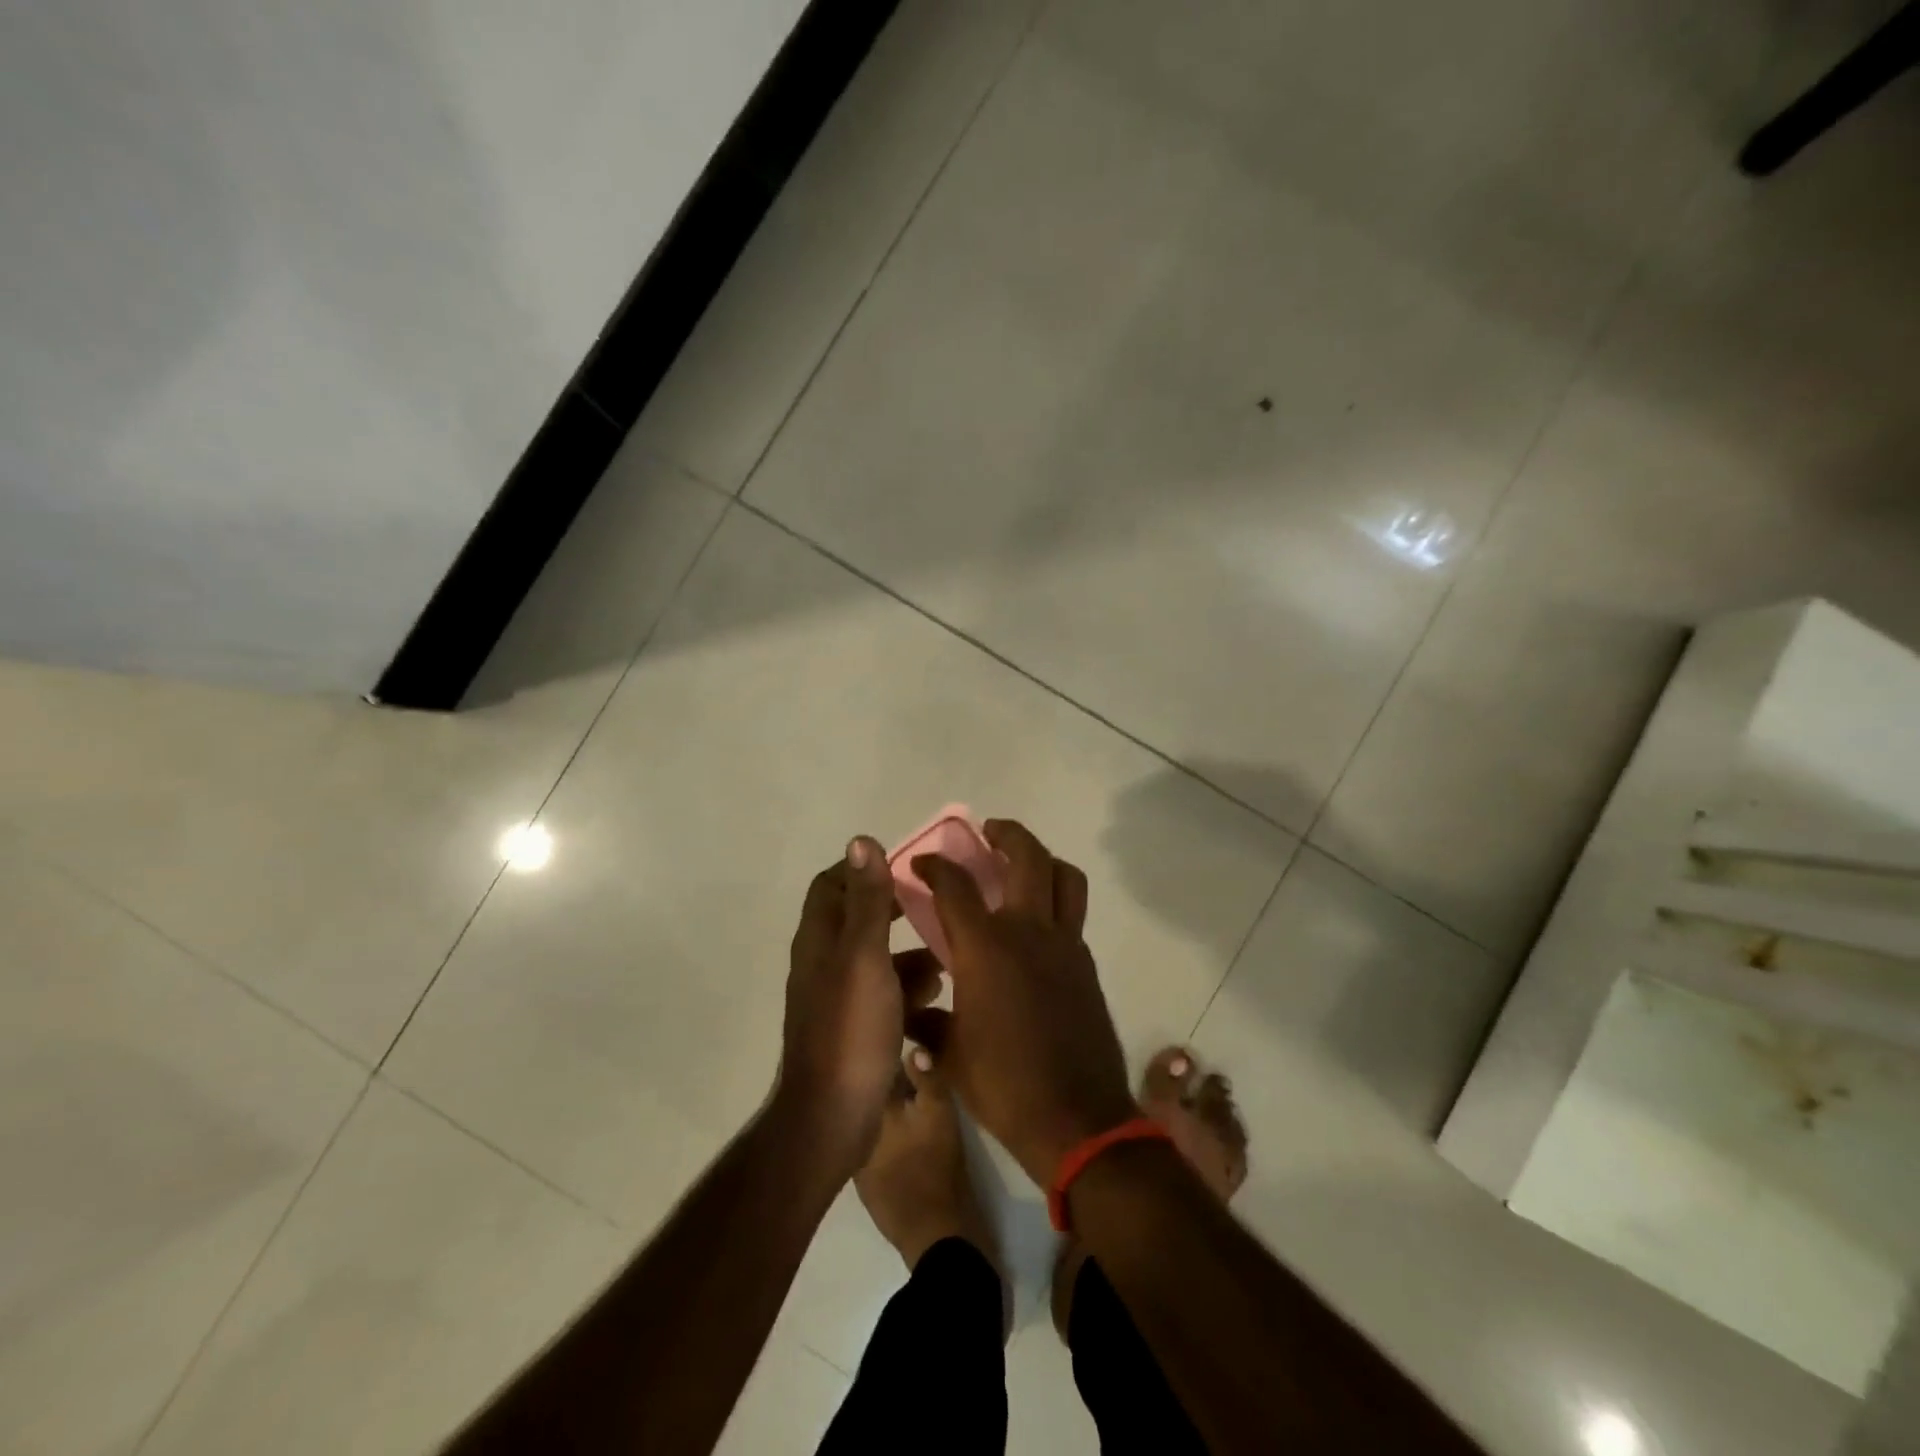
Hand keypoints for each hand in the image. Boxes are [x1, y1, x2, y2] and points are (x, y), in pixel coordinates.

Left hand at [774, 837, 938, 1180]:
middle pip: (857, 918)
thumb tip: (861, 840)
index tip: (904, 866)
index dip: (864, 868)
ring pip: (876, 957)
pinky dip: (907, 986)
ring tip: (948, 954)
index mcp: (820, 940)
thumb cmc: (850, 1030)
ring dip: (908, 951)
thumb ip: (866, 901)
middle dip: (895, 909)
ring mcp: (837, 997)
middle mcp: (823, 962)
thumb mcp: (864, 957)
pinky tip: (937, 994)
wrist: (831, 1119)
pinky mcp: (854, 1027)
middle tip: (934, 905)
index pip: (832, 884)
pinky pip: (883, 992)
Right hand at [907, 820, 1138, 1187]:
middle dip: (1006, 834)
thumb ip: (927, 1023)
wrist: (1077, 1119)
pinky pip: (1073, 915)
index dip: (935, 866)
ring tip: (1022, 864)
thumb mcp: (950, 1056)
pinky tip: (1036, 926)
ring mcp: (1065, 945)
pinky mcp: (1085, 964)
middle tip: (988, 831)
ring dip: (1042, 858)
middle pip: (1026, 857)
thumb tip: (911, 1012)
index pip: (955, 886)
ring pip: (1064, 877)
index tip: (921, 863)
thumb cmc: (1004, 1087)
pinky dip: (1055, 901)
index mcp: (986, 948)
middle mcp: (1028, 932)